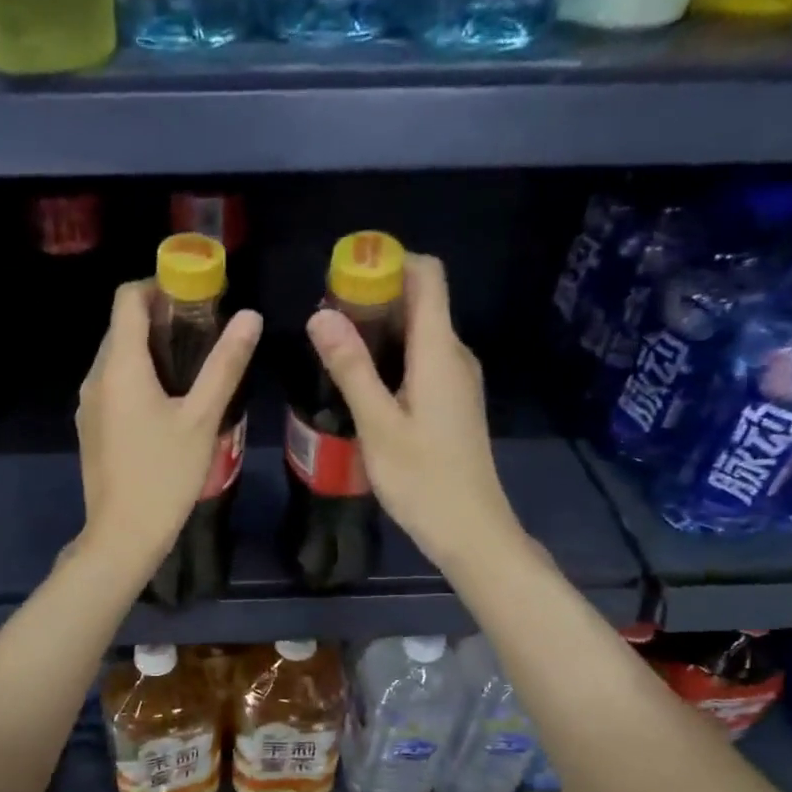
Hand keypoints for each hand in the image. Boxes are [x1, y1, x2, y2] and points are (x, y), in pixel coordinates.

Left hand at [76, 281, 262, 578]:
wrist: (123, 534)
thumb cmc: (165, 475)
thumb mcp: (203, 418)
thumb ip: (225, 364)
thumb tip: (249, 317)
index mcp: (120, 366)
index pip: (127, 299)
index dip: (158, 285)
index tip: (194, 294)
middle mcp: (95, 377)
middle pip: (122, 327)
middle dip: (159, 318)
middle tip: (204, 331)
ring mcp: (88, 404)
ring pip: (117, 358)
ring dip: (150, 350)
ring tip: (192, 366)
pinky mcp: (90, 427)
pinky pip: (113, 385)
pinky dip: (138, 377)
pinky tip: (168, 402)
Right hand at [304, 253, 520, 571]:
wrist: (470, 530)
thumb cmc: (423, 479)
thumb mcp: (378, 424)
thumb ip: (351, 367)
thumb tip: (321, 314)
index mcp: (440, 352)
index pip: (428, 276)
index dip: (391, 261)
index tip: (346, 272)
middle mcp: (455, 355)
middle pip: (421, 300)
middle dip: (374, 295)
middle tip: (324, 316)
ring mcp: (456, 380)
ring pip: (419, 332)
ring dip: (379, 328)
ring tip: (332, 347)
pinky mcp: (451, 402)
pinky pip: (421, 359)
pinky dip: (390, 355)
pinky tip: (360, 381)